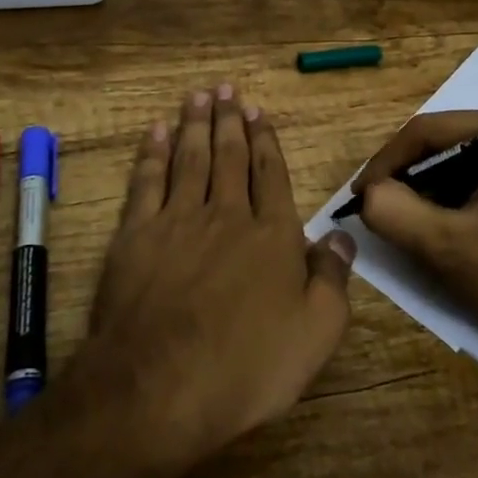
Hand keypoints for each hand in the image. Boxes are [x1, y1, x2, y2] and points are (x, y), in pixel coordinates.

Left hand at [81, 85, 355, 475]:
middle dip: (231, 121)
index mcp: (271, 236)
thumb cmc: (246, 367)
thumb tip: (341, 236)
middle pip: (229, 157)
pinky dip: (152, 153)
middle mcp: (227, 215)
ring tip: (199, 96)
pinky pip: (147, 181)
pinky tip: (156, 132)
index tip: (260, 112)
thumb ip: (331, 279)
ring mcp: (178, 221)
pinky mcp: (136, 235)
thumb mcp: (315, 334)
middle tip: (229, 89)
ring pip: (190, 159)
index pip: (270, 175)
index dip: (266, 142)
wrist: (159, 387)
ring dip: (195, 124)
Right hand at [352, 109, 477, 371]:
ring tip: (397, 222)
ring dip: (424, 192)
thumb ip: (397, 213)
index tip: (356, 197)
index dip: (386, 162)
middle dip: (405, 177)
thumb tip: (367, 195)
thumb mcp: (452, 247)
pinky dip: (448, 203)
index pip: (430, 130)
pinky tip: (432, 230)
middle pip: (443, 143)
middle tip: (374, 210)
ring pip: (456, 164)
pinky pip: (475, 181)